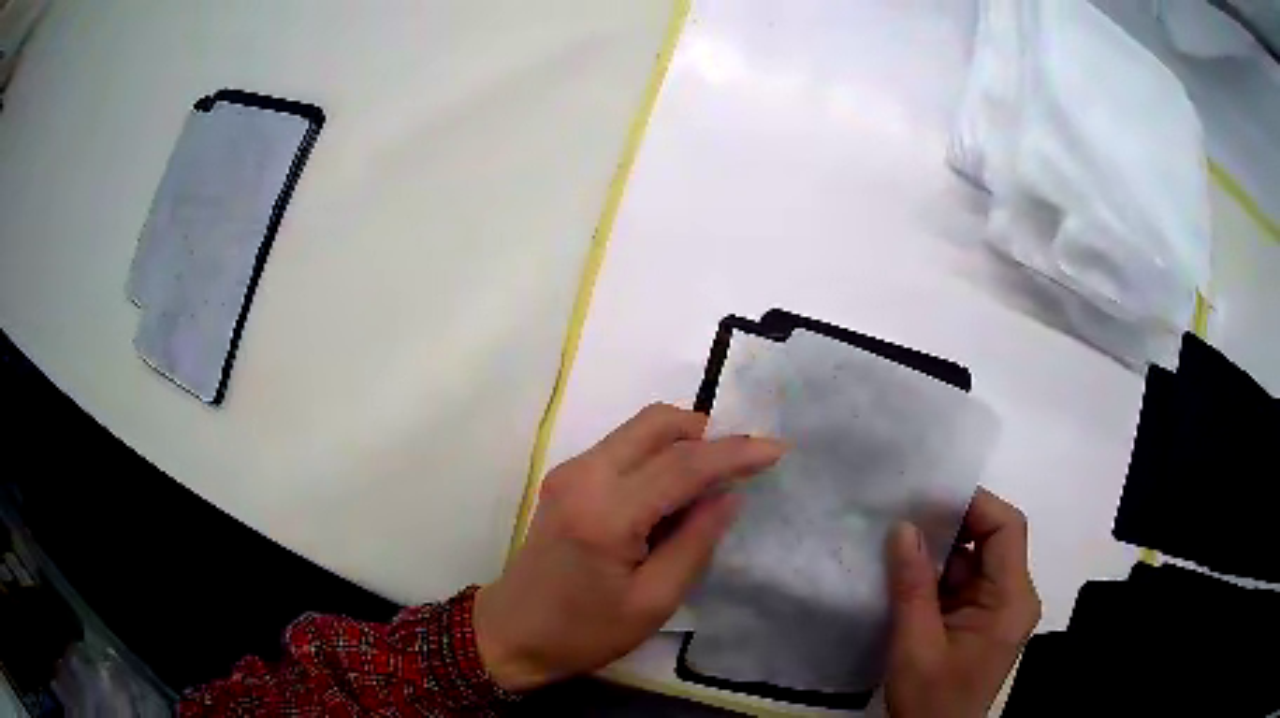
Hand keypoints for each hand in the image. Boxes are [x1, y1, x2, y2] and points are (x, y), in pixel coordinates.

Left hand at [473, 404, 785, 691]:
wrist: (512, 632)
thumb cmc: (584, 631)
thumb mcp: (653, 602)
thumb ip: (695, 543)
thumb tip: (728, 497)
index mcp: (606, 513)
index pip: (682, 465)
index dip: (735, 453)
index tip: (776, 449)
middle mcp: (584, 476)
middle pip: (656, 423)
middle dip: (707, 432)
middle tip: (741, 463)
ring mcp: (569, 471)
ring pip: (638, 429)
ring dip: (682, 441)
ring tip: (711, 480)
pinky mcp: (565, 478)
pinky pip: (622, 447)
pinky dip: (656, 454)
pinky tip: (672, 490)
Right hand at [885, 488, 1040, 717]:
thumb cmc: (930, 700)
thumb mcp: (915, 645)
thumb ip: (912, 585)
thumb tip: (903, 527)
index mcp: (1011, 600)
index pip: (1006, 529)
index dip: (973, 505)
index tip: (928, 498)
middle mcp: (1014, 596)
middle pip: (993, 540)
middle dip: (951, 526)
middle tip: (905, 515)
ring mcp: (999, 608)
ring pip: (975, 560)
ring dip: (940, 552)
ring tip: (898, 540)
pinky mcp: (982, 619)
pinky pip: (964, 583)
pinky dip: (937, 575)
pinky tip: (906, 573)